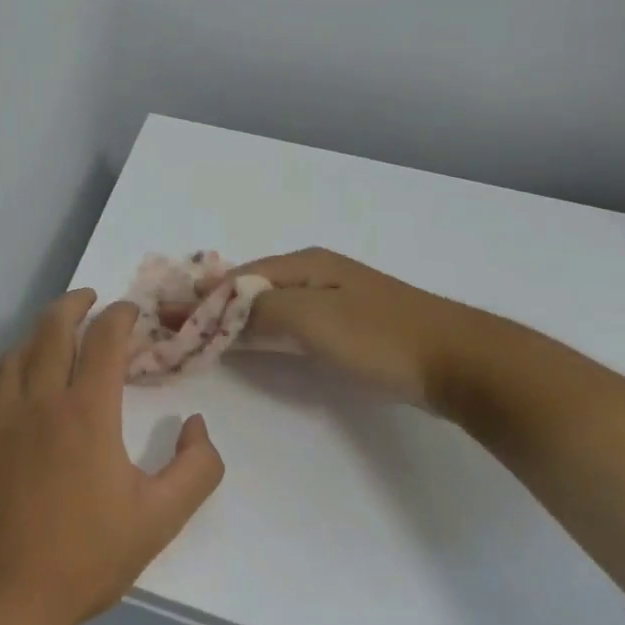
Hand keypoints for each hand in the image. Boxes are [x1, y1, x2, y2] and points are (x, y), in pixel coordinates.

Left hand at [0, 291, 225, 624]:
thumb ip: (195, 469)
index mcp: (87, 410)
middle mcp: (40, 399)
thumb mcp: (159, 519)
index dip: (119, 316)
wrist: (0, 597)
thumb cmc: (85, 556)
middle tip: (88, 298)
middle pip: (53, 329)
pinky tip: (16, 400)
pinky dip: (10, 382)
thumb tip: (197, 425)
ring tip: (50, 334)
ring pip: (15, 354)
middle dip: (74, 304)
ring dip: (37, 335)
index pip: (105, 339)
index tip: (129, 310)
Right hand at [161, 248, 498, 411]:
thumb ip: (262, 309)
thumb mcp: (313, 317)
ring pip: (269, 308)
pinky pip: (289, 326)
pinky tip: (250, 344)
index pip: (237, 278)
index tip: (165, 314)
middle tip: (173, 325)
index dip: (200, 296)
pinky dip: (261, 333)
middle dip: (211, 305)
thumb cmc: (380, 335)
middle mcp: (314, 275)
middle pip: (250, 290)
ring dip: (233, 320)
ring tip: (199, 333)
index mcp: (304, 263)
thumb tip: (218, 305)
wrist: (459, 361)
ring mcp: (332, 302)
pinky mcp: (347, 330)